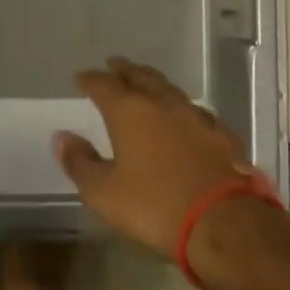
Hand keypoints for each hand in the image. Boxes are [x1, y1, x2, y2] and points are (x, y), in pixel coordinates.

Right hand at [54, 57, 254, 257]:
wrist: (227, 225)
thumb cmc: (156, 206)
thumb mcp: (104, 193)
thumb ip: (79, 163)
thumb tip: (61, 137)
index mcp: (128, 110)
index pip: (103, 84)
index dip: (90, 79)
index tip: (81, 77)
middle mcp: (161, 103)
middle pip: (139, 76)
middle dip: (124, 70)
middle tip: (114, 65)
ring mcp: (196, 116)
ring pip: (170, 89)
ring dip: (154, 84)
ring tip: (147, 84)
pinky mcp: (223, 135)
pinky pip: (197, 112)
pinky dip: (183, 110)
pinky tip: (186, 118)